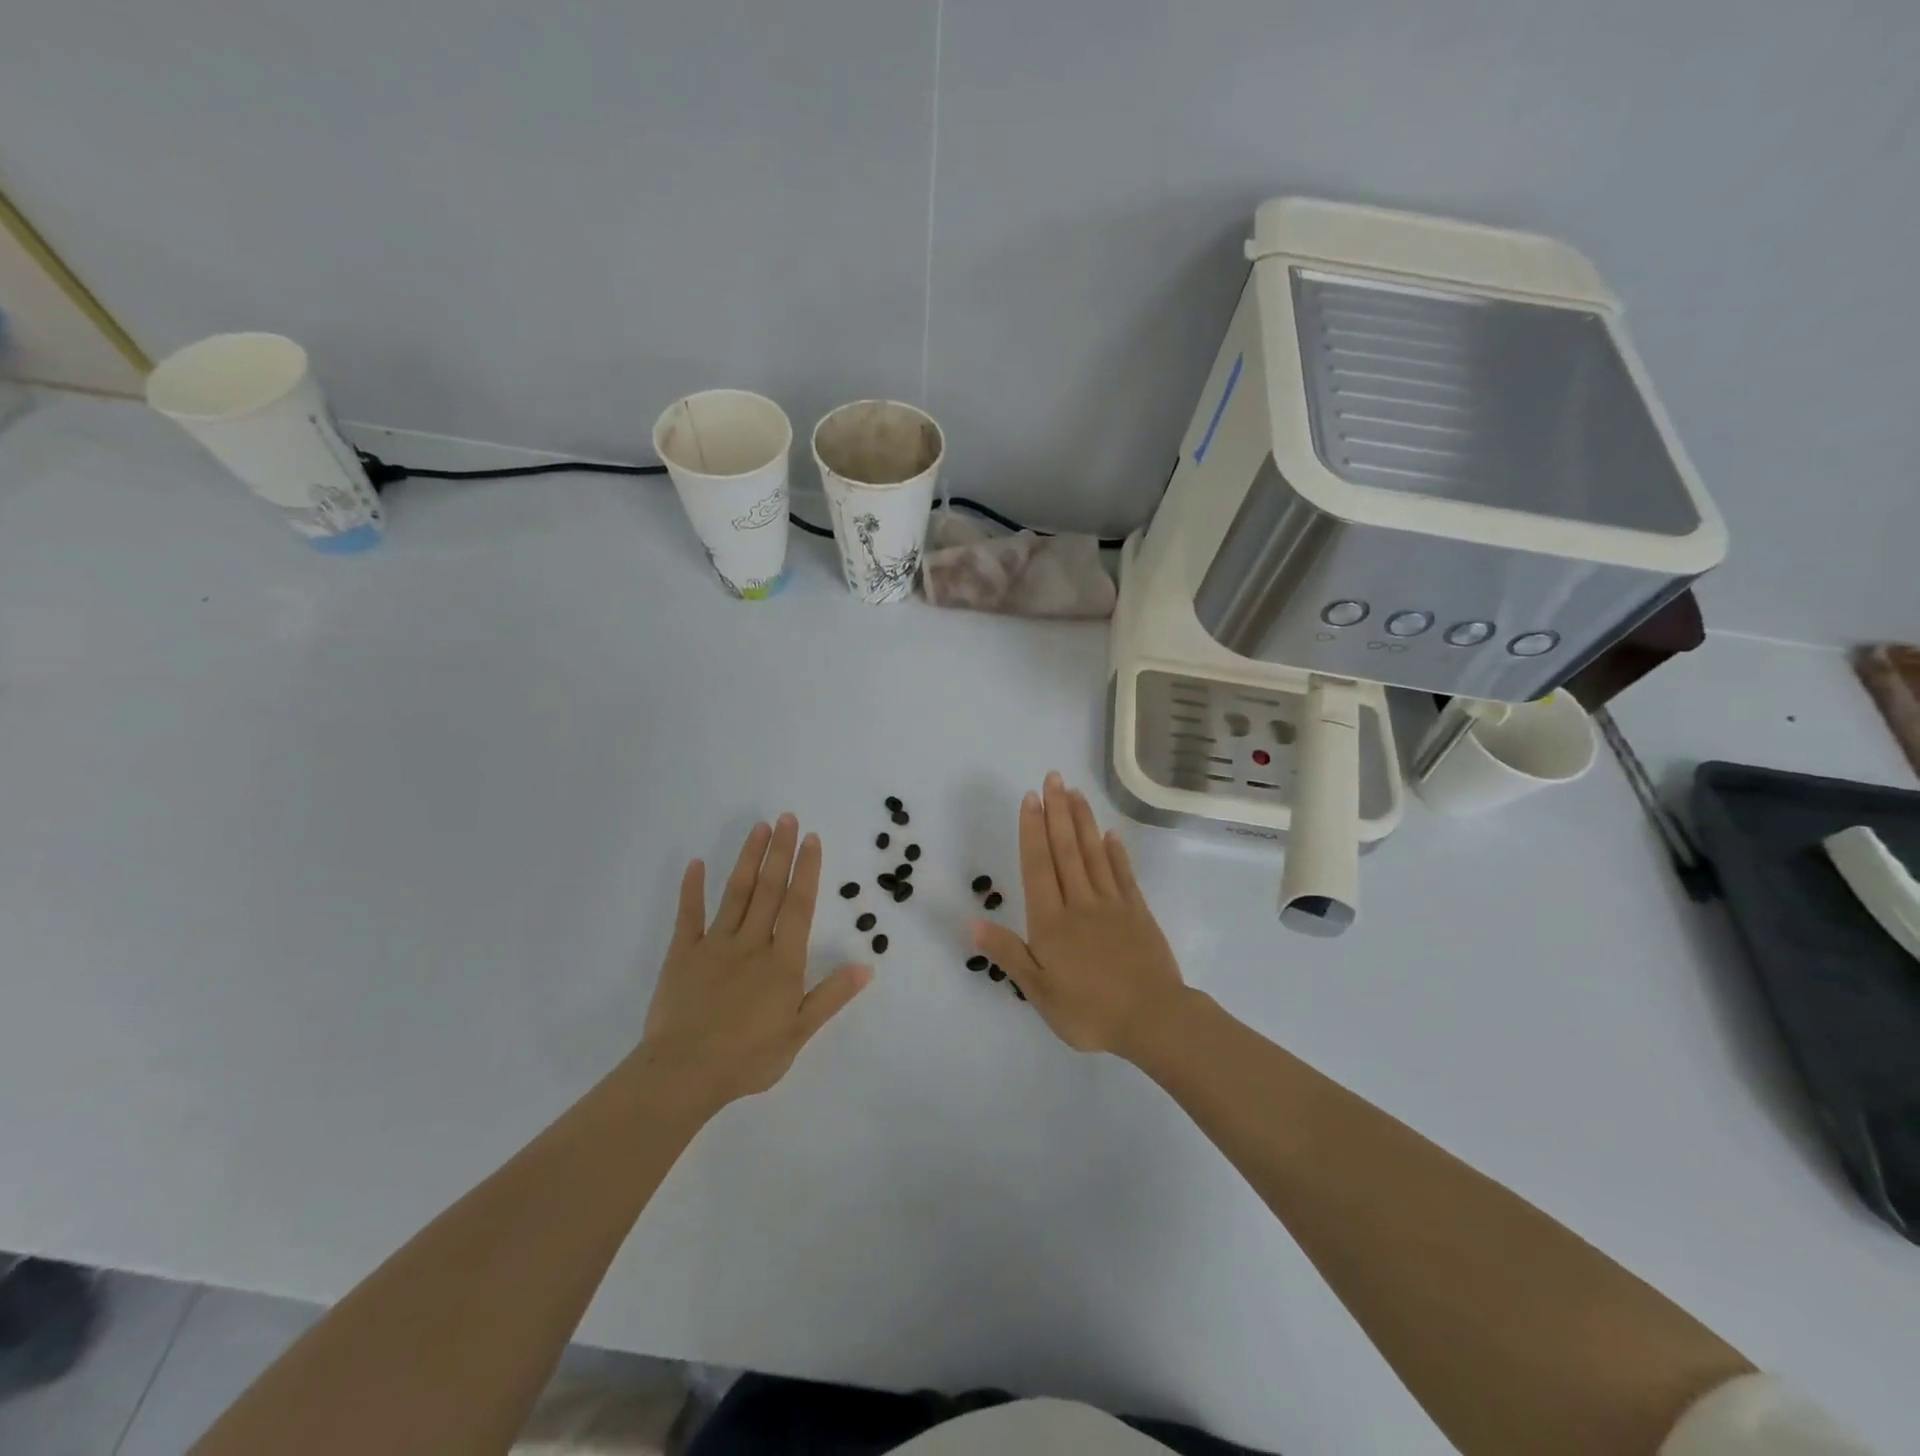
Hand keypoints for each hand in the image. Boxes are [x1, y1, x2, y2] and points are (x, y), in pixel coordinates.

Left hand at [636, 814, 870, 1115]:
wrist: (683, 1074)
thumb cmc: (747, 1058)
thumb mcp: (799, 1033)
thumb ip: (830, 995)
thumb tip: (866, 965)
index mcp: (781, 962)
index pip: (798, 906)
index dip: (807, 870)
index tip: (812, 839)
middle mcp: (751, 943)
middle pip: (769, 890)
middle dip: (780, 852)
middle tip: (787, 817)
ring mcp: (714, 945)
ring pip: (735, 893)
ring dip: (748, 859)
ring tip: (759, 828)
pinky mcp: (682, 955)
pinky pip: (688, 916)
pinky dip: (692, 889)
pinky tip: (695, 864)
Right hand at [973, 772, 1185, 1060]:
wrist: (1153, 1021)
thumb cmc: (1089, 1012)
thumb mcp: (1038, 991)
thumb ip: (1007, 953)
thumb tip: (972, 921)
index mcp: (1052, 921)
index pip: (1038, 866)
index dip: (1032, 830)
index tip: (1030, 798)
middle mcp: (1080, 903)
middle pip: (1066, 850)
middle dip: (1057, 812)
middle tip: (1053, 777)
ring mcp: (1112, 905)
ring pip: (1094, 854)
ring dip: (1082, 821)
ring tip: (1075, 792)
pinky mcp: (1138, 913)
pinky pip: (1123, 874)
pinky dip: (1116, 852)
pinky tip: (1110, 834)